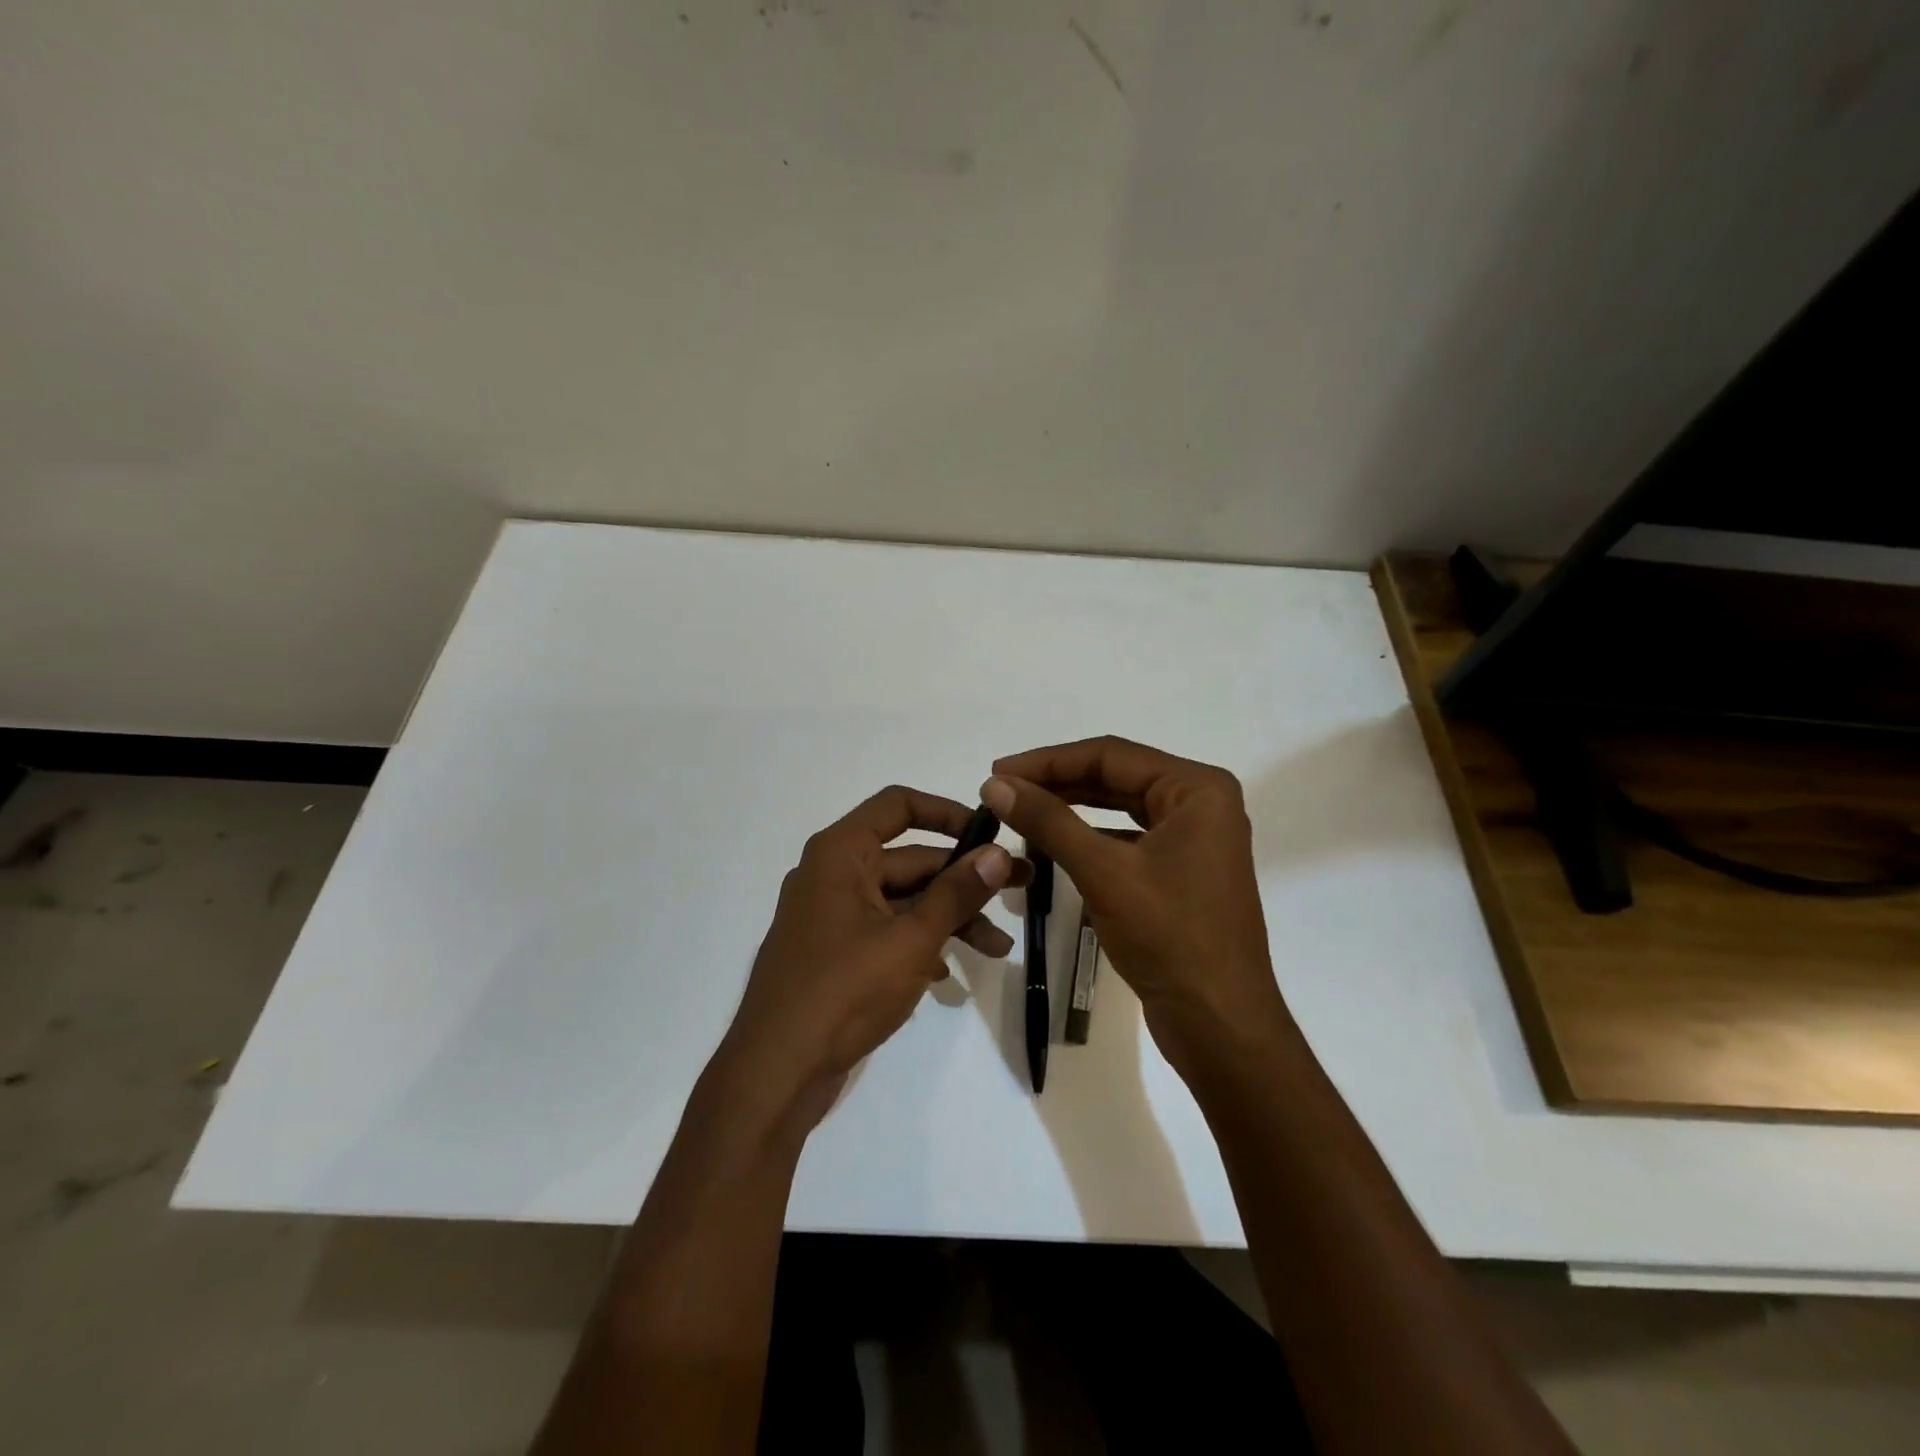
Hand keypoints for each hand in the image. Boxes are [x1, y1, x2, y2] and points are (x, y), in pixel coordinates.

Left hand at [716, 786, 1017, 1130]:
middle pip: (909, 859)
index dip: (947, 812)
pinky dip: (918, 944)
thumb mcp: (911, 939)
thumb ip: (956, 893)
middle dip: (964, 878)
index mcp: (841, 853)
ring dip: (949, 918)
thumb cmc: (843, 991)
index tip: (990, 833)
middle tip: (1019, 889)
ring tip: (998, 949)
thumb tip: (998, 853)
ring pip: (902, 900)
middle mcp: (833, 874)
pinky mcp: (834, 953)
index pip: (898, 805)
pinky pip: (885, 932)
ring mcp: (831, 915)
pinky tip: (948, 974)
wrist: (775, 1073)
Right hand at [982, 737, 1288, 1070]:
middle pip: (1116, 776)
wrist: (1220, 1024)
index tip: (997, 771)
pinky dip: (1089, 837)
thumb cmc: (1170, 937)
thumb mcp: (1103, 872)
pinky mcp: (1181, 869)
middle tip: (1001, 790)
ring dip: (1070, 808)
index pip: (1110, 755)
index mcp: (1197, 789)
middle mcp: (1201, 803)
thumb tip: (995, 784)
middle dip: (1057, 782)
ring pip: (1120, 807)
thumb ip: (1048, 821)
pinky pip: (1127, 837)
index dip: (1048, 761)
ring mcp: (1194, 838)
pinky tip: (1052, 844)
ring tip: (1019, 810)